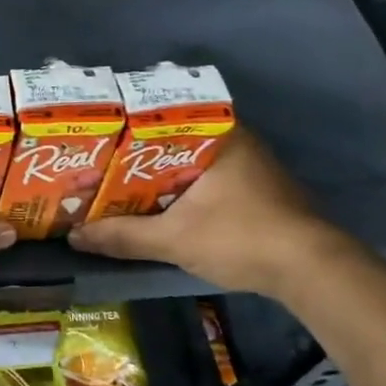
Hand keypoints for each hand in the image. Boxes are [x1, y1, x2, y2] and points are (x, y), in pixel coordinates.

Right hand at [68, 127, 347, 295]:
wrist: (311, 271)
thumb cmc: (241, 237)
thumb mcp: (173, 239)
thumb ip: (123, 236)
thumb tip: (74, 236)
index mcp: (219, 136)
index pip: (165, 114)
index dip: (128, 124)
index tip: (100, 134)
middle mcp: (236, 142)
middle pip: (175, 140)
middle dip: (138, 153)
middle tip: (99, 161)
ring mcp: (251, 168)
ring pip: (191, 162)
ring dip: (160, 175)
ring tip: (117, 182)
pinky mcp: (257, 193)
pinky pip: (206, 180)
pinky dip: (181, 190)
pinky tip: (157, 204)